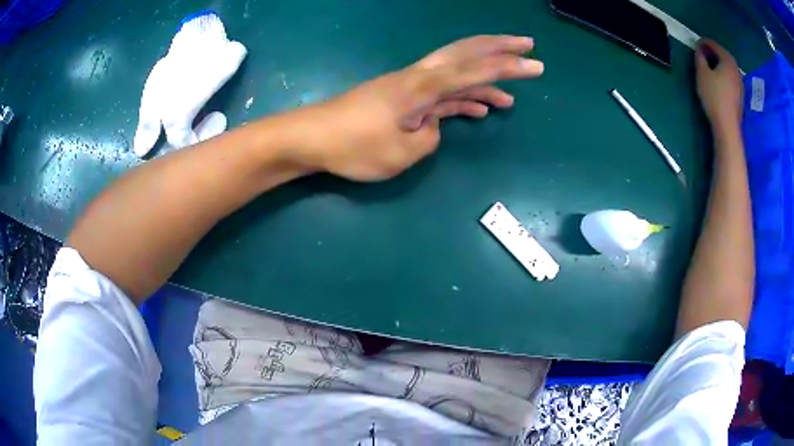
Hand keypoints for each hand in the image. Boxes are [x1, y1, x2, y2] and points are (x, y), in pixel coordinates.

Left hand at [294, 35, 543, 181]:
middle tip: (528, 48)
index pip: (473, 70)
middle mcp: (418, 77)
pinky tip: (477, 108)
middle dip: (499, 49)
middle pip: (466, 53)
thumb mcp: (401, 152)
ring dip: (485, 79)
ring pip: (456, 73)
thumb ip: (429, 137)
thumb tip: (434, 124)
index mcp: (422, 86)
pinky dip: (461, 97)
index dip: (507, 67)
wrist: (312, 137)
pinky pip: (441, 92)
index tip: (534, 66)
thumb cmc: (353, 146)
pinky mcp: (402, 97)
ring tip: (511, 96)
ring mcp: (410, 85)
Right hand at [695, 39, 742, 132]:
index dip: (703, 42)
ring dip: (719, 63)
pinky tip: (719, 79)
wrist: (728, 126)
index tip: (695, 44)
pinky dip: (724, 74)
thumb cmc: (714, 96)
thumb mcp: (702, 73)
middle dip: (713, 52)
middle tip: (703, 53)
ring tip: (710, 66)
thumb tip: (699, 50)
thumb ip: (700, 58)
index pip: (713, 44)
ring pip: (727, 66)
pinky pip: (731, 77)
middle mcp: (736, 68)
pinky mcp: (740, 94)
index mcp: (727, 60)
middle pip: (723, 54)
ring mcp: (740, 83)